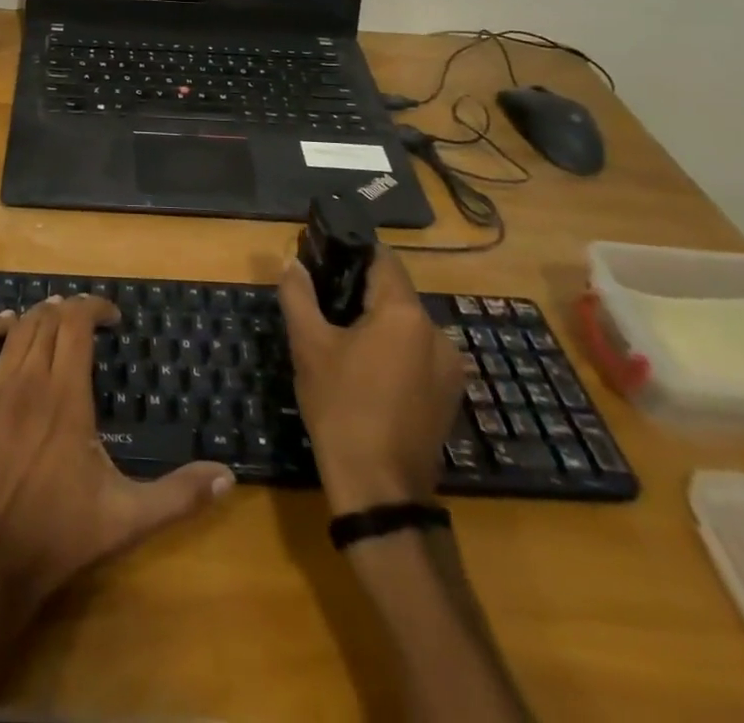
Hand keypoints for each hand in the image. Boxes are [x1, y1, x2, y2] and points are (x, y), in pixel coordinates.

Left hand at [0, 295, 234, 610]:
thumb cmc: (57, 537)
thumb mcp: (126, 518)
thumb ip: (179, 495)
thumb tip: (228, 477)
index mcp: (66, 395)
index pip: (78, 324)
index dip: (95, 308)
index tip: (112, 318)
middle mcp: (28, 380)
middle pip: (48, 321)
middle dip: (70, 312)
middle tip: (86, 323)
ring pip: (17, 332)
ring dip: (38, 318)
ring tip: (54, 319)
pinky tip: (4, 325)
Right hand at [279, 249, 463, 512]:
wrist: (379, 489)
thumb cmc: (341, 407)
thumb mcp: (308, 345)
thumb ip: (298, 295)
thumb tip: (293, 263)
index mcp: (405, 313)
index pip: (383, 259)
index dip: (352, 253)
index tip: (325, 259)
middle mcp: (438, 332)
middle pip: (395, 293)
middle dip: (361, 292)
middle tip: (324, 306)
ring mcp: (450, 367)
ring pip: (407, 325)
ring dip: (379, 324)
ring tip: (342, 342)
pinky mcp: (450, 395)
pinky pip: (418, 354)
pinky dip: (394, 351)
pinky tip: (367, 373)